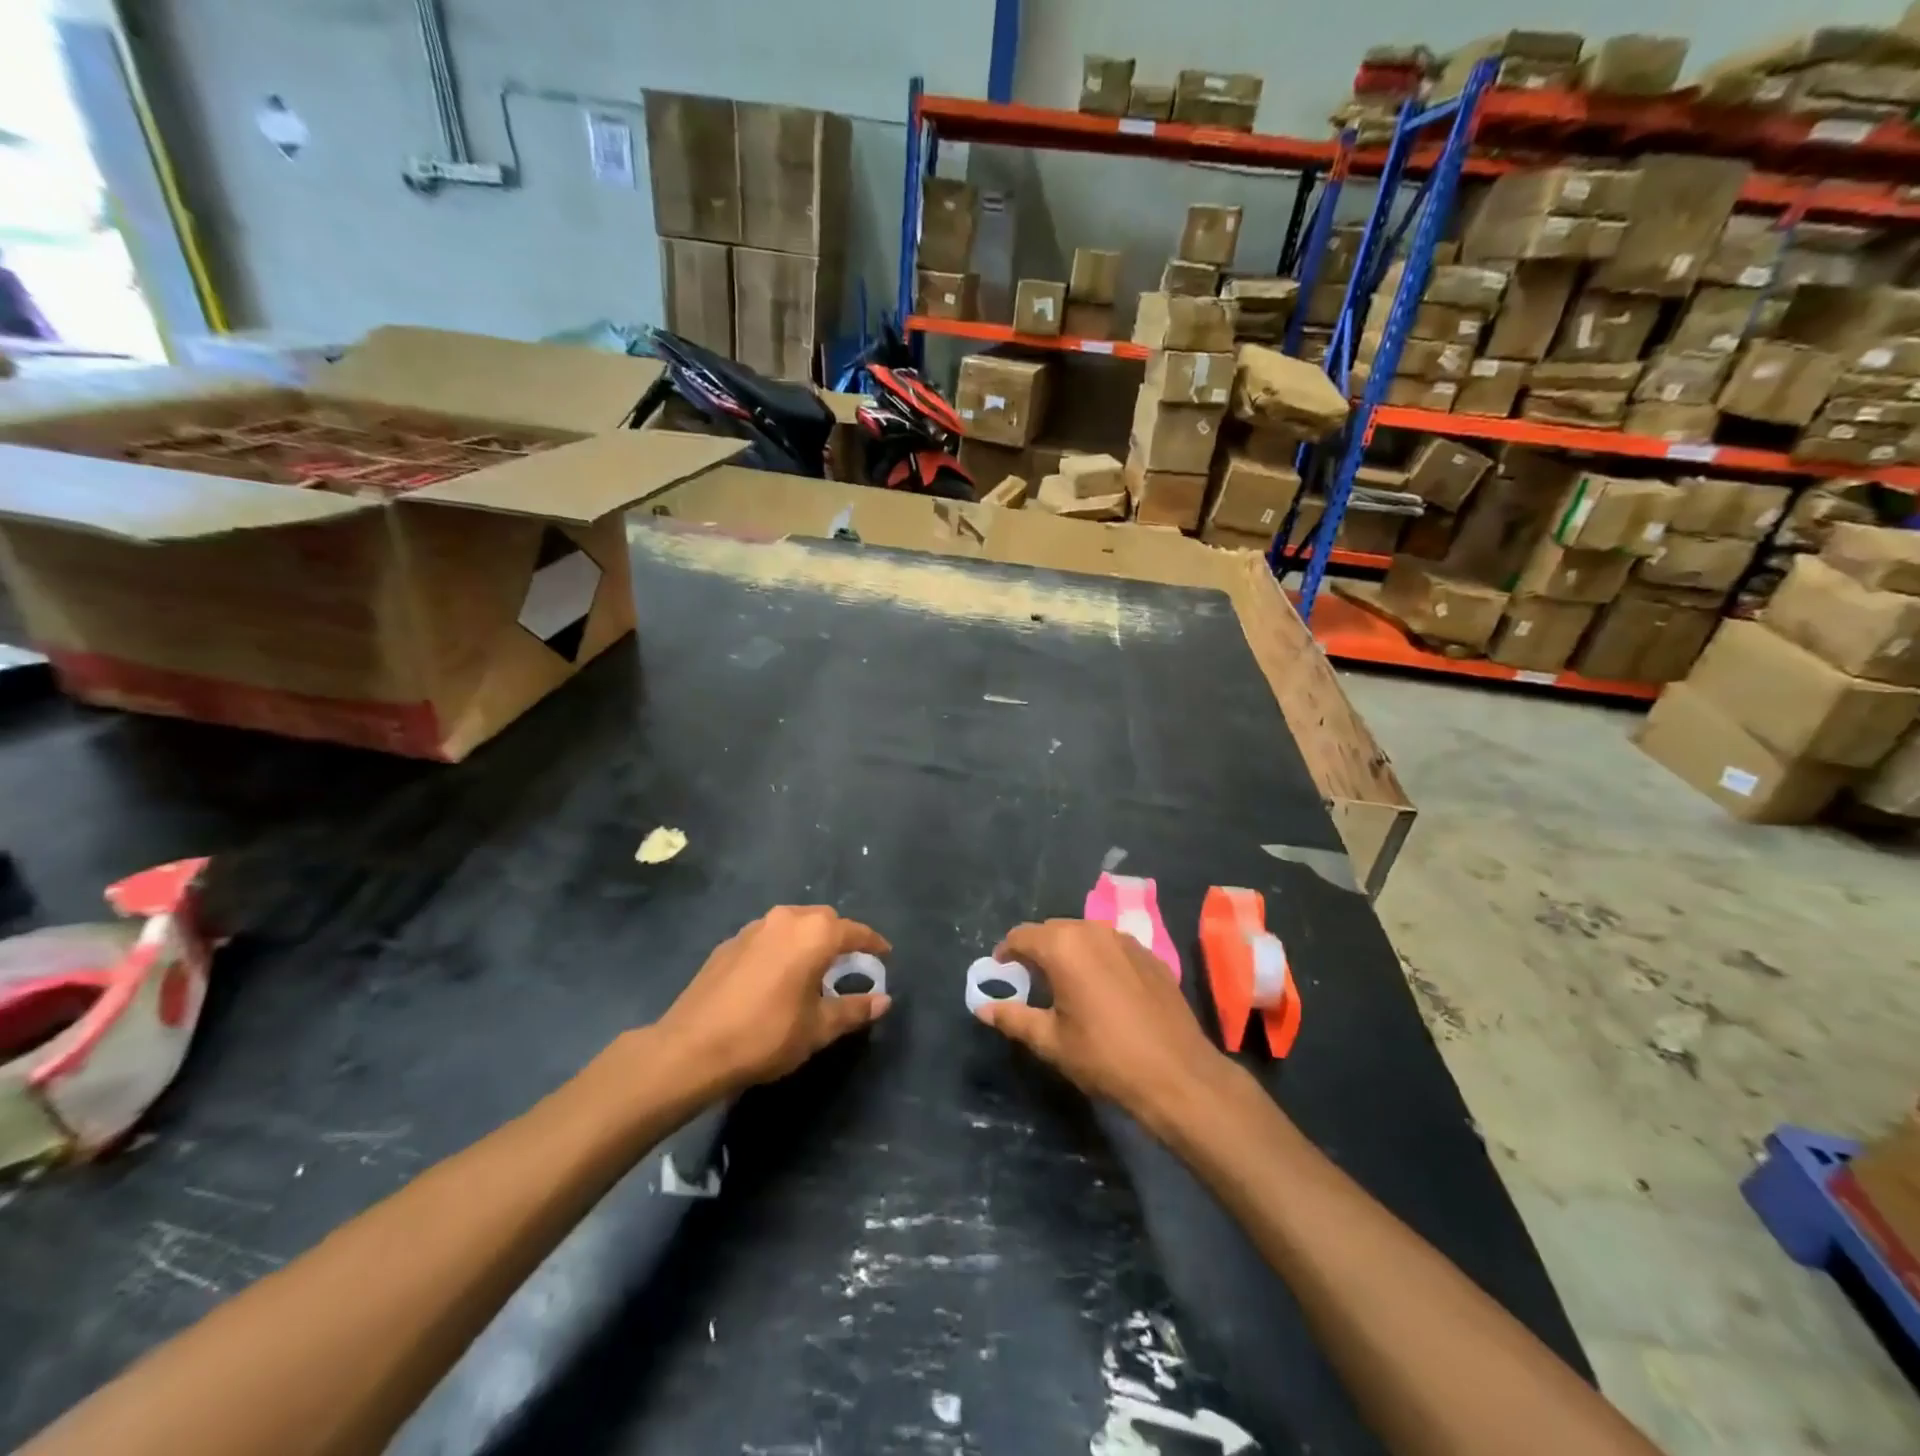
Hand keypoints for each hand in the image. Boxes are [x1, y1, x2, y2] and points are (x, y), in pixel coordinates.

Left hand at [656, 906, 891, 1095]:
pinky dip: (782, 948)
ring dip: (809, 940)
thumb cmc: (765, 1035)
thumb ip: (853, 1010)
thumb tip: (883, 1000)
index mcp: (814, 934)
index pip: (855, 931)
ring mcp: (753, 928)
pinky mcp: (729, 943)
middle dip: (840, 937)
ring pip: (793, 924)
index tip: (885, 955)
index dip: (873, 943)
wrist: (691, 1048)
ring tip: (813, 969)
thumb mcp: (818, 1029)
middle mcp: (786, 919)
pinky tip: (777, 976)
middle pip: (823, 920)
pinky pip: (768, 936)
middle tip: (848, 965)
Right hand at [977, 919, 1231, 1139]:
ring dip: (1068, 951)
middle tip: (1029, 980)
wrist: (1177, 1073)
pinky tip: (1101, 989)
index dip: (1006, 952)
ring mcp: (1126, 940)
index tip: (1001, 971)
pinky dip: (1097, 958)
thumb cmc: (1104, 1056)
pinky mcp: (1150, 955)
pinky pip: (1111, 946)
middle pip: (1053, 930)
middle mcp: (1093, 931)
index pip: (1021, 935)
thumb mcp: (1051, 1042)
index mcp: (1063, 946)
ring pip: (1084, 935)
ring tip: (1064, 983)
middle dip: (1036, 950)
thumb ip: (1014, 1018)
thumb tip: (984, 1008)